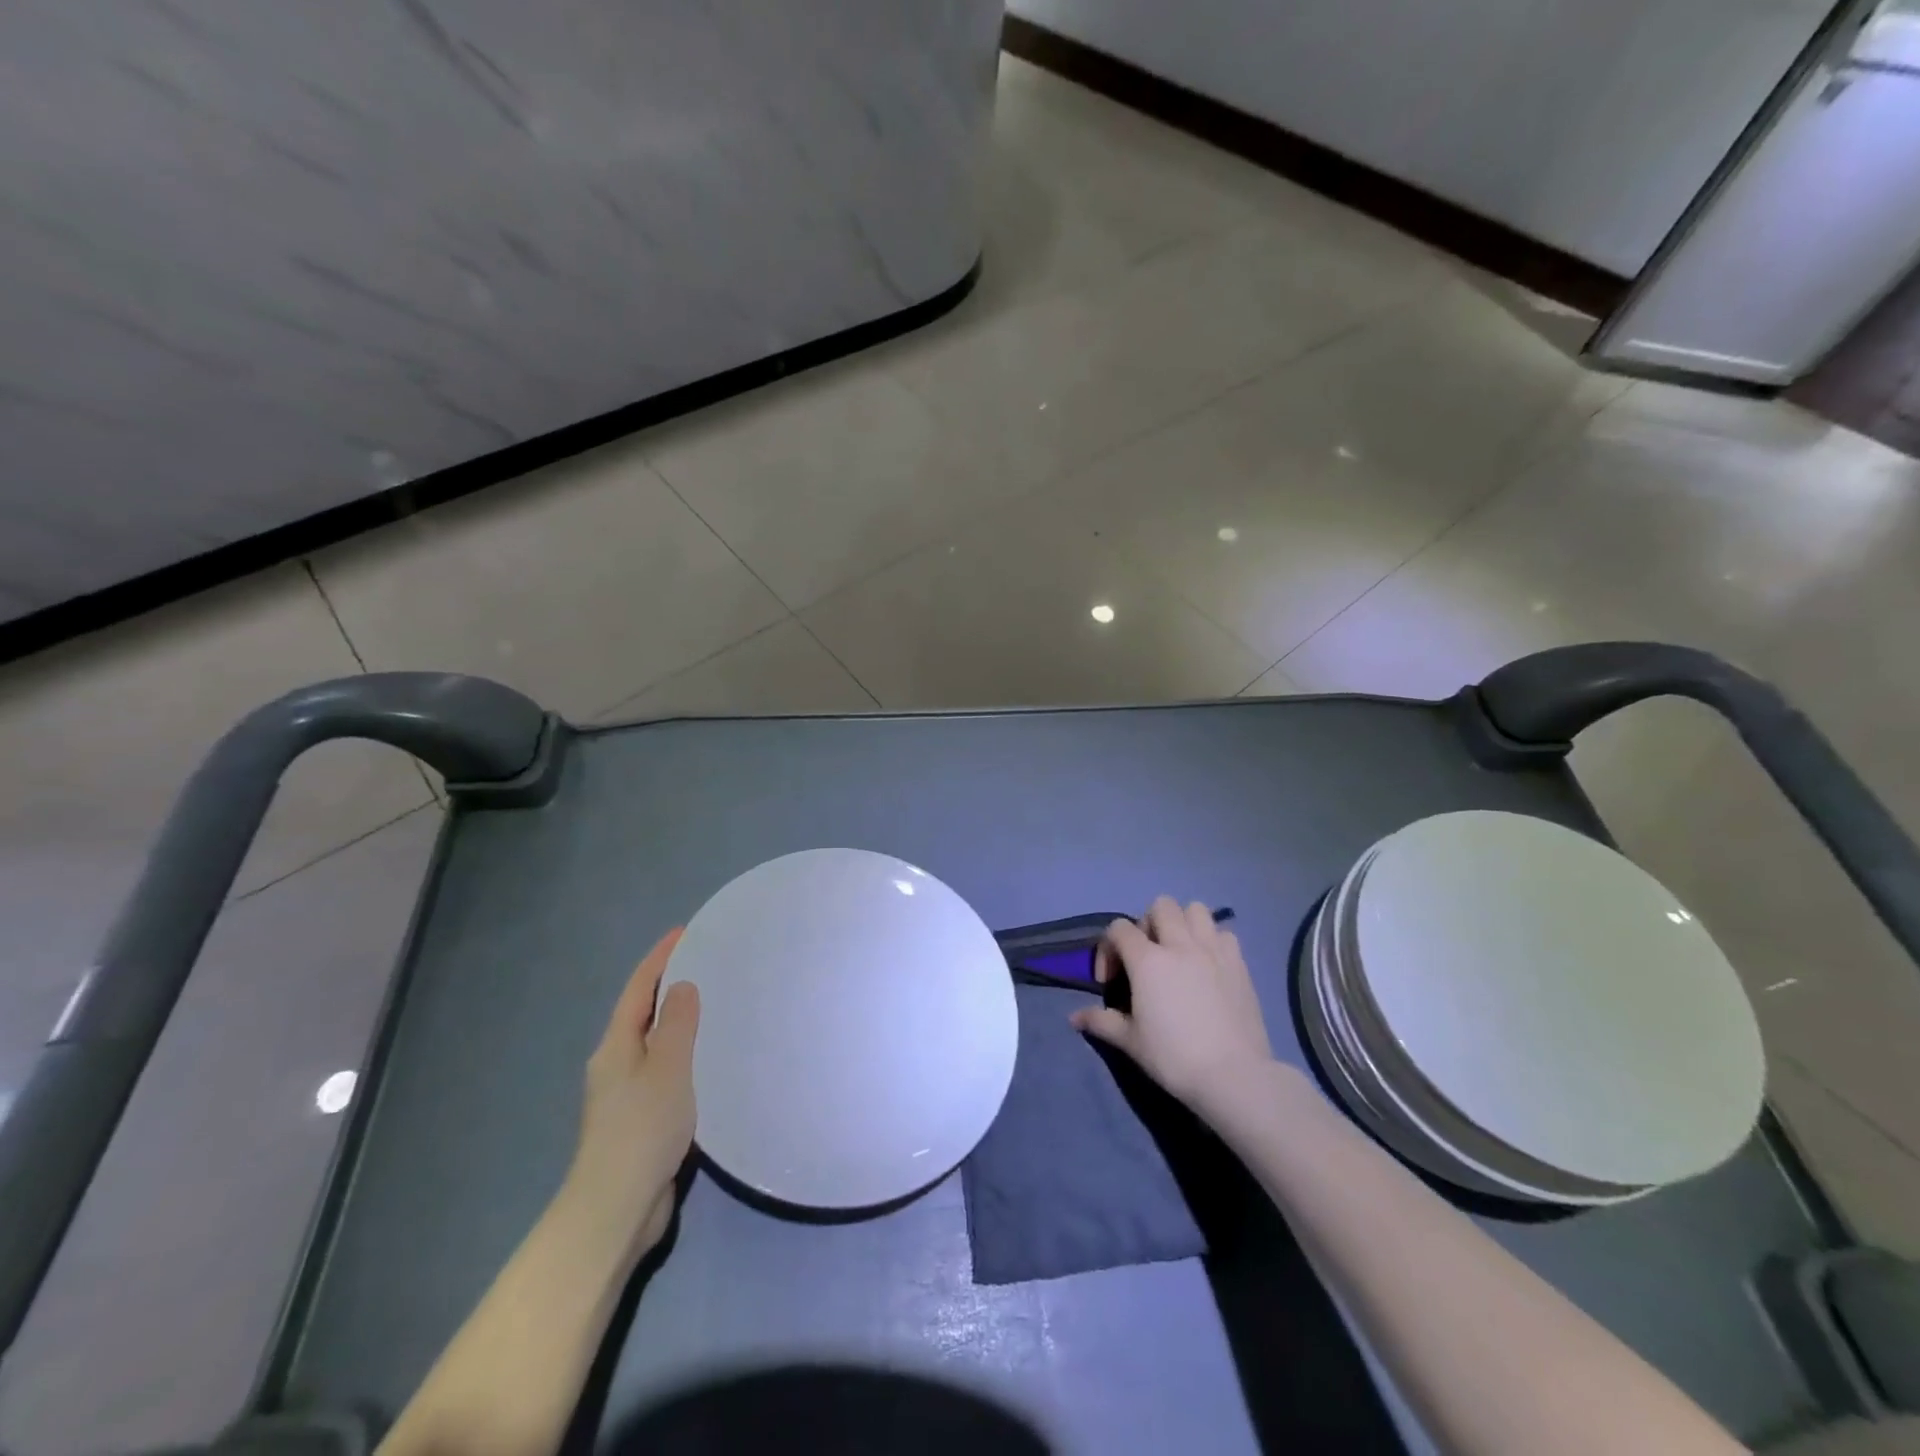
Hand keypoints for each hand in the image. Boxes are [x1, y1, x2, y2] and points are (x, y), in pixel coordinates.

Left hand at [560, 929, 699, 1271]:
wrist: (617, 1206)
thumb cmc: (643, 1127)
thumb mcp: (667, 1066)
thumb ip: (676, 1023)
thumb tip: (682, 986)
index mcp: (616, 1046)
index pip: (638, 989)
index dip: (659, 958)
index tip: (684, 932)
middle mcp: (615, 1064)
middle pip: (641, 1013)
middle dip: (668, 986)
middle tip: (706, 964)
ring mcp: (624, 1095)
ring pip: (653, 1044)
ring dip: (677, 1021)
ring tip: (712, 1005)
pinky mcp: (640, 1120)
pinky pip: (664, 1071)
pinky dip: (683, 1054)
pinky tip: (706, 1059)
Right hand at [1071, 897, 1274, 1122]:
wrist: (1234, 1076)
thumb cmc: (1174, 1057)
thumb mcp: (1131, 1042)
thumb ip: (1101, 1021)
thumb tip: (1075, 1017)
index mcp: (1148, 960)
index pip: (1119, 928)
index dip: (1108, 948)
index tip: (1111, 980)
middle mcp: (1180, 945)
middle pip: (1161, 906)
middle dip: (1148, 924)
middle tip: (1147, 957)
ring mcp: (1213, 951)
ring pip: (1196, 910)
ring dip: (1183, 923)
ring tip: (1180, 952)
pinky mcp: (1239, 964)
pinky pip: (1224, 933)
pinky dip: (1213, 940)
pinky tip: (1209, 965)